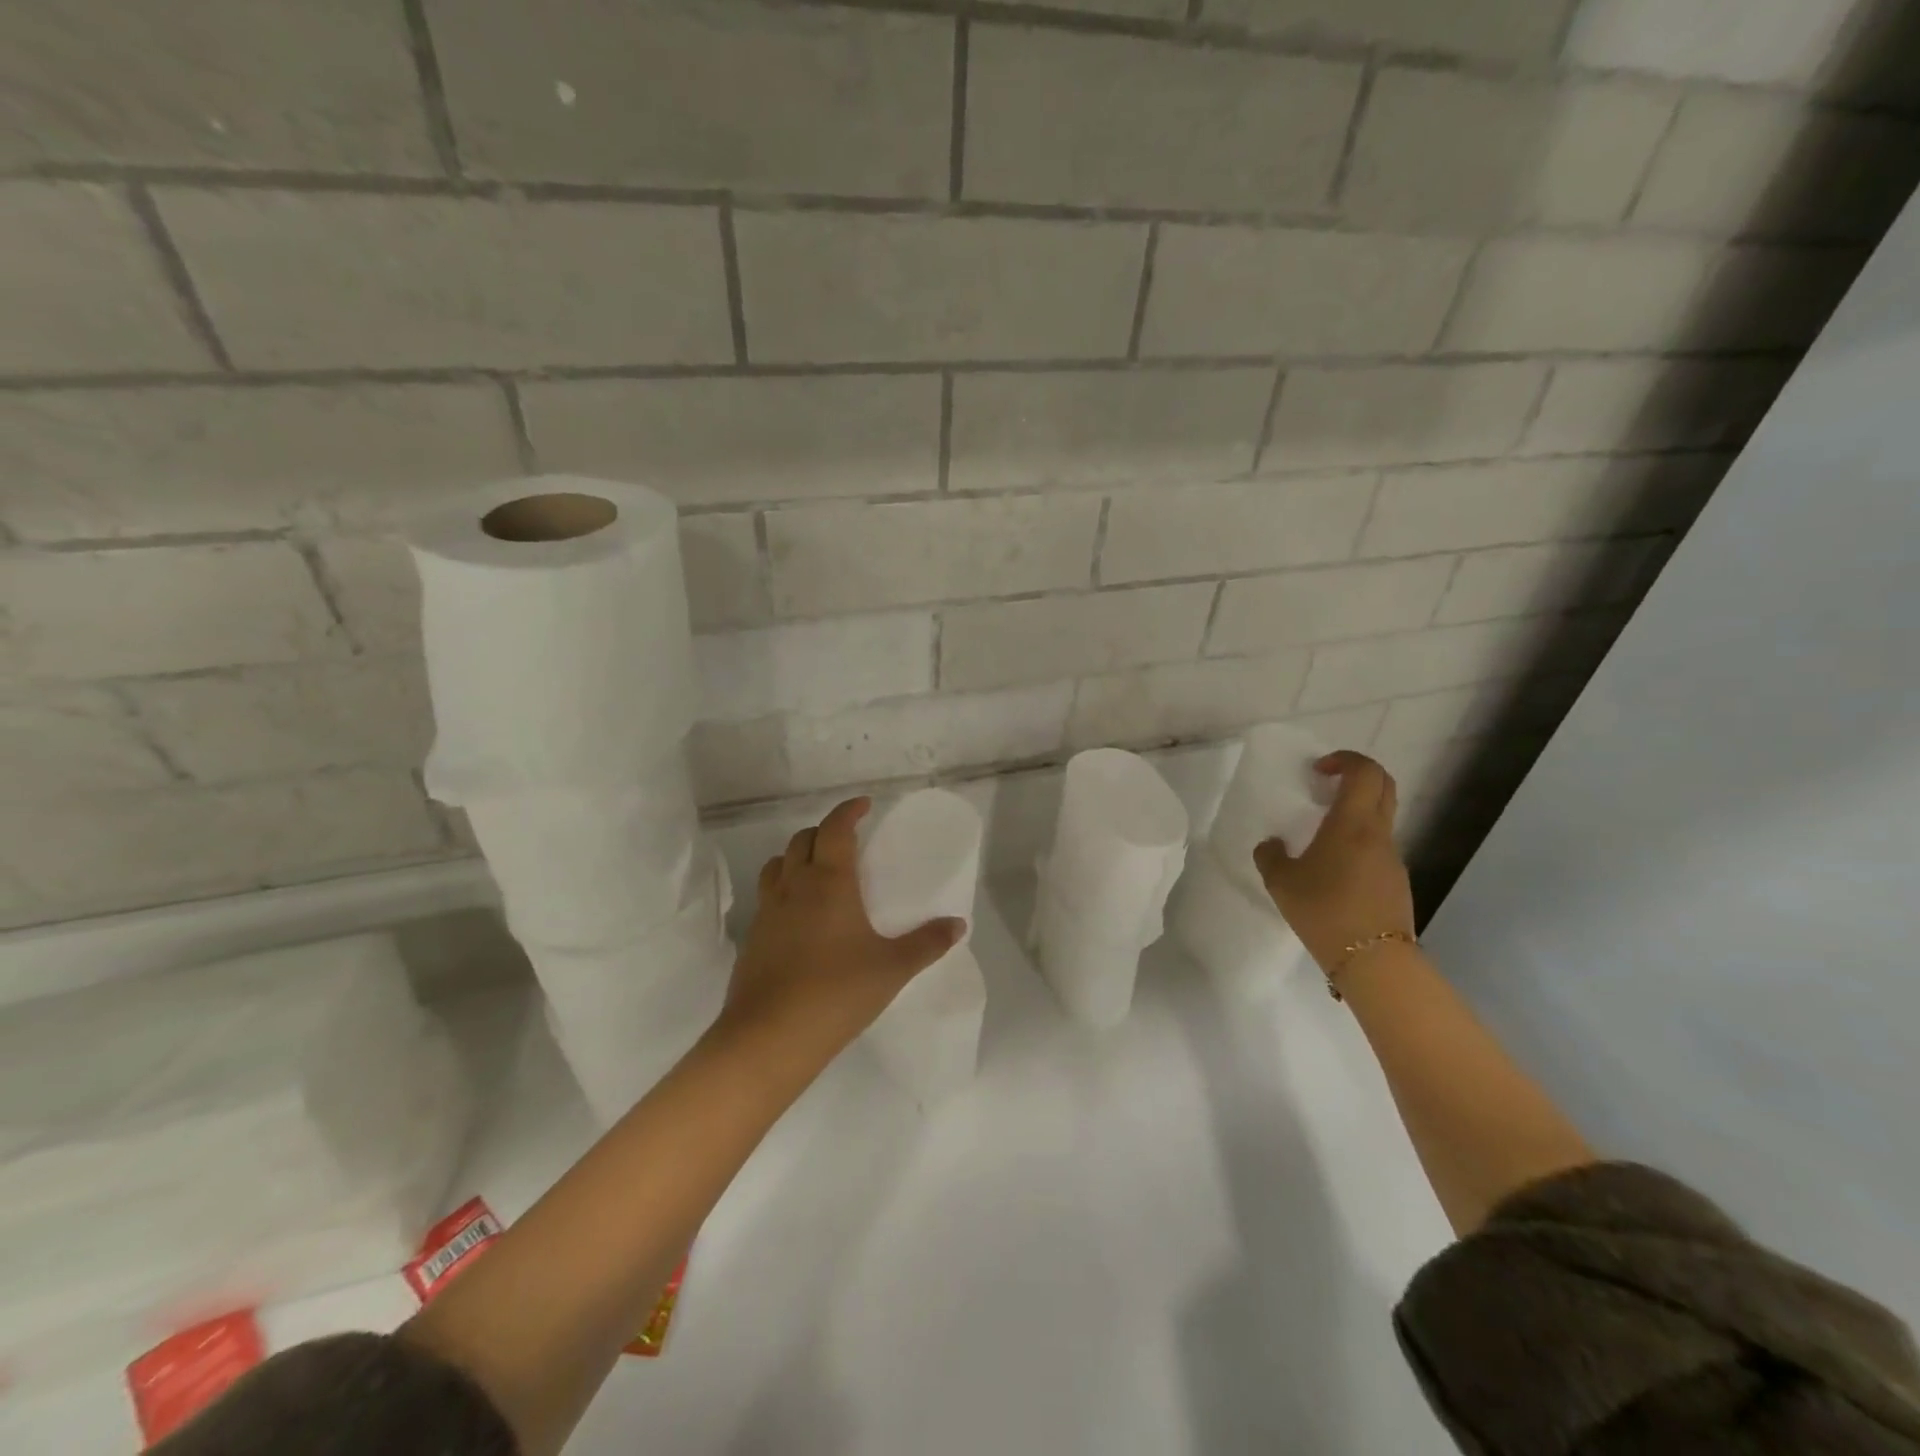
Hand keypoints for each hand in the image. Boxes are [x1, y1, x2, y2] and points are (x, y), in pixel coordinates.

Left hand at [723, 798, 964, 1057]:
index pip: (835, 829)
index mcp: (829, 881)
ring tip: (818, 870)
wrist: (769, 1037)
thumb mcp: (892, 968)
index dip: (848, 811)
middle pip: (802, 839)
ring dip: (797, 856)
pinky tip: (800, 917)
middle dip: (824, 831)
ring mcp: (768, 912)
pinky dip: (784, 889)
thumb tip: (958, 925)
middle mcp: (794, 886)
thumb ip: (927, 943)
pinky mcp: (752, 938)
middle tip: (846, 841)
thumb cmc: (837, 992)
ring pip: (778, 865)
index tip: (864, 805)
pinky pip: (768, 897)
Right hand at [1254, 751, 1414, 973]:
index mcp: (1352, 824)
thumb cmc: (1324, 910)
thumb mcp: (1281, 882)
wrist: (1373, 960)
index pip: (1364, 772)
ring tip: (1322, 834)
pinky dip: (1359, 841)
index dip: (1344, 760)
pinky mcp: (1396, 881)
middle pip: (1383, 786)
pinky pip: (1378, 847)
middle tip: (1326, 785)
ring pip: (1381, 817)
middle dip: (1357, 775)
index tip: (1318, 770)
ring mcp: (1392, 858)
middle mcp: (1378, 834)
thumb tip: (1272, 845)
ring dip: (1356, 812)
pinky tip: (1334, 869)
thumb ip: (1270, 856)